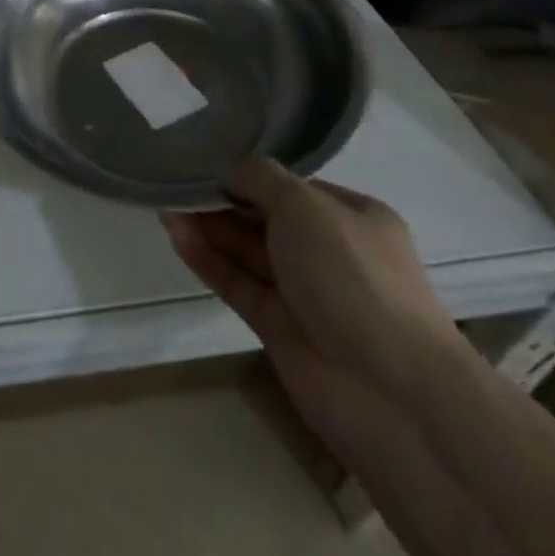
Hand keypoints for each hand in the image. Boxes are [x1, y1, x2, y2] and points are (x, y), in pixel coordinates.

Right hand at [163, 160, 469, 408]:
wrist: (389, 391)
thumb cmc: (354, 276)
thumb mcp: (305, 205)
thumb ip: (260, 178)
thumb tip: (228, 171)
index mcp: (351, 217)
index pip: (291, 187)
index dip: (249, 175)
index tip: (207, 163)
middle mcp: (328, 251)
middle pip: (263, 217)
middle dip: (222, 200)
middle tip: (175, 182)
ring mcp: (303, 292)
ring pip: (245, 250)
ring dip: (207, 226)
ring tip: (164, 204)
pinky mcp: (277, 326)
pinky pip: (236, 282)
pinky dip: (207, 259)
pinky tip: (176, 235)